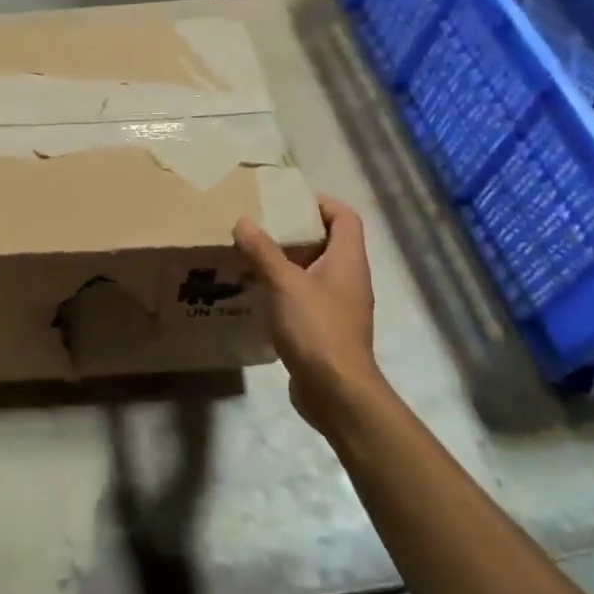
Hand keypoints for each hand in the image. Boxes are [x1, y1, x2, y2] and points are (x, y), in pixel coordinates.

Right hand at [234, 196, 384, 433]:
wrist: (337, 392)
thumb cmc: (317, 329)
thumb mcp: (285, 284)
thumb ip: (263, 251)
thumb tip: (244, 220)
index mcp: (348, 260)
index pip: (345, 217)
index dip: (321, 203)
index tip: (288, 200)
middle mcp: (349, 279)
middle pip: (329, 242)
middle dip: (297, 231)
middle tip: (262, 225)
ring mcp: (340, 306)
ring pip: (315, 271)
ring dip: (288, 261)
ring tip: (254, 255)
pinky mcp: (326, 329)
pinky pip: (307, 297)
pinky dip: (286, 289)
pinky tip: (259, 292)